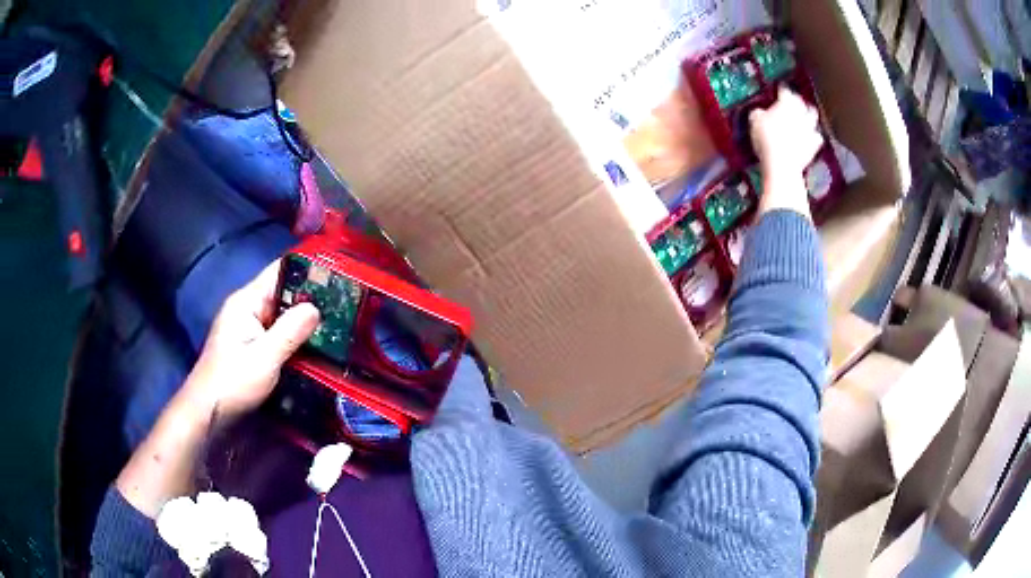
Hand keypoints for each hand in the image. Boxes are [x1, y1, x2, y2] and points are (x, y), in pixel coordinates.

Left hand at [117, 260, 317, 517]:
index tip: (337, 273)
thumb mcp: (264, 358)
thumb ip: (290, 331)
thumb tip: (317, 307)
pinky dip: (296, 337)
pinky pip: (279, 334)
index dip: (306, 269)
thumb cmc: (233, 382)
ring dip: (306, 321)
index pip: (279, 272)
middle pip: (284, 294)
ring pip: (283, 317)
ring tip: (341, 322)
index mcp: (246, 302)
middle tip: (347, 303)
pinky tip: (318, 345)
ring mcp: (249, 329)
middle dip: (311, 298)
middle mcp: (248, 310)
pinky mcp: (253, 348)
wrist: (209, 414)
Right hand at [749, 87, 823, 217]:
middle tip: (792, 104)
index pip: (784, 90)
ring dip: (808, 118)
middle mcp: (801, 112)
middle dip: (798, 102)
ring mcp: (810, 129)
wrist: (782, 163)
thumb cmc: (766, 137)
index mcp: (787, 101)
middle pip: (802, 102)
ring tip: (802, 120)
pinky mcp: (814, 146)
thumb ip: (759, 112)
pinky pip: (816, 138)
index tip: (778, 90)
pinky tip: (808, 139)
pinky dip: (812, 137)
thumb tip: (760, 112)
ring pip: (812, 118)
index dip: (780, 90)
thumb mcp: (755, 120)